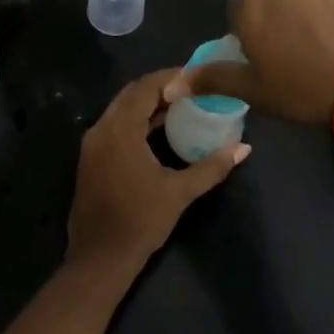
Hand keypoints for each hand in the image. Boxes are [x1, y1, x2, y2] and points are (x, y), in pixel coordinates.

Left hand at [66, 69, 249, 275]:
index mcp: (119, 130)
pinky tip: (157, 130)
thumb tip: (244, 148)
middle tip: (189, 88)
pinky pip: (113, 126)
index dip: (170, 77)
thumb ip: (211, 167)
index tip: (195, 75)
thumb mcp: (180, 192)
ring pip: (120, 110)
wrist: (100, 258)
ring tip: (179, 105)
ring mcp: (91, 144)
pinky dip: (135, 120)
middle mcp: (100, 129)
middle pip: (130, 94)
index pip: (144, 87)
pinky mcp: (90, 159)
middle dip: (158, 87)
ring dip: (146, 104)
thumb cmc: (140, 221)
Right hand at [170, 0, 333, 127]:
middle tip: (303, 52)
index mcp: (251, 6)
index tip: (271, 57)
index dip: (254, 34)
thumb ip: (212, 79)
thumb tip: (172, 84)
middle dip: (284, 17)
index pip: (241, 12)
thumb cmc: (304, 92)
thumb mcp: (254, 91)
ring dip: (315, 9)